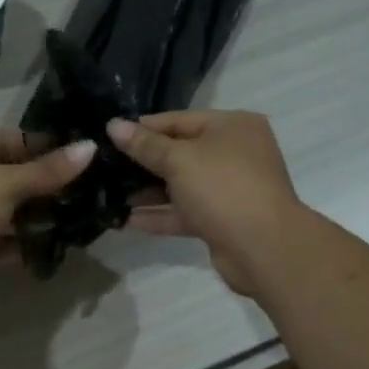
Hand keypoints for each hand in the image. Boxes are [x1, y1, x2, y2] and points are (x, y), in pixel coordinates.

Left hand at [0, 129, 96, 319]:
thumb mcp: (3, 185)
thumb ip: (45, 170)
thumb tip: (89, 148)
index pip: (1, 140)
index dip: (38, 144)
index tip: (76, 152)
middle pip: (2, 175)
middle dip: (39, 181)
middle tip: (81, 186)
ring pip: (1, 210)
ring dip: (32, 213)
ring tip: (72, 214)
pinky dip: (19, 241)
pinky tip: (48, 243)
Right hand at [107, 111, 305, 295]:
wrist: (263, 248)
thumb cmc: (222, 188)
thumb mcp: (179, 159)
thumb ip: (145, 145)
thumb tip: (113, 125)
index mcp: (233, 126)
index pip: (179, 120)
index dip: (143, 127)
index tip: (109, 135)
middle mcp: (235, 153)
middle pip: (180, 152)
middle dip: (143, 162)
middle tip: (104, 166)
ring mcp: (230, 189)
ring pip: (181, 185)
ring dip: (147, 191)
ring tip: (108, 194)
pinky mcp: (222, 220)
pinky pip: (185, 212)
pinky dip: (159, 215)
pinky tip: (126, 220)